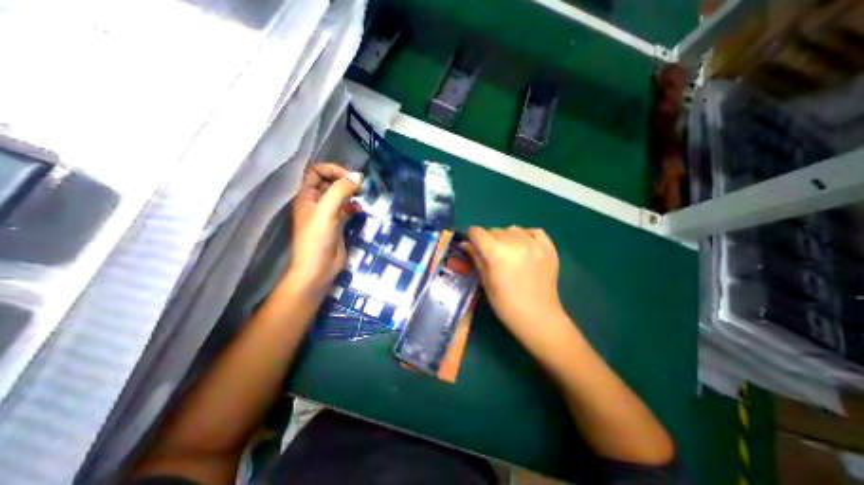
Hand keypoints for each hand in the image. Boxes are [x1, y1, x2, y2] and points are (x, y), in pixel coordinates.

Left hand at [286, 162, 361, 297]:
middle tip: (360, 185)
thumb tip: (358, 176)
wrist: (318, 269)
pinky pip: (346, 208)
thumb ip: (341, 191)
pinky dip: (354, 207)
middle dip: (344, 180)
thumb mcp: (327, 211)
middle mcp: (316, 202)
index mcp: (306, 196)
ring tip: (361, 195)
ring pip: (339, 195)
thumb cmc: (317, 239)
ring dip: (351, 193)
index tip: (349, 177)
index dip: (332, 170)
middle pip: (329, 181)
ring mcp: (327, 213)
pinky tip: (359, 210)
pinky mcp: (337, 223)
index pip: (316, 171)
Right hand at [466, 227, 567, 347]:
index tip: (472, 243)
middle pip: (494, 230)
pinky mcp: (549, 248)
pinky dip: (526, 235)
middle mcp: (515, 243)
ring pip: (513, 229)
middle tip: (491, 254)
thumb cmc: (505, 304)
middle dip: (488, 239)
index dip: (471, 236)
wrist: (538, 317)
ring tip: (509, 251)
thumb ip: (476, 258)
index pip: (477, 232)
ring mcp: (534, 244)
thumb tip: (465, 243)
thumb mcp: (485, 281)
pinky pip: (534, 231)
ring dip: (506, 237)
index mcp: (496, 253)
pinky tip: (524, 246)